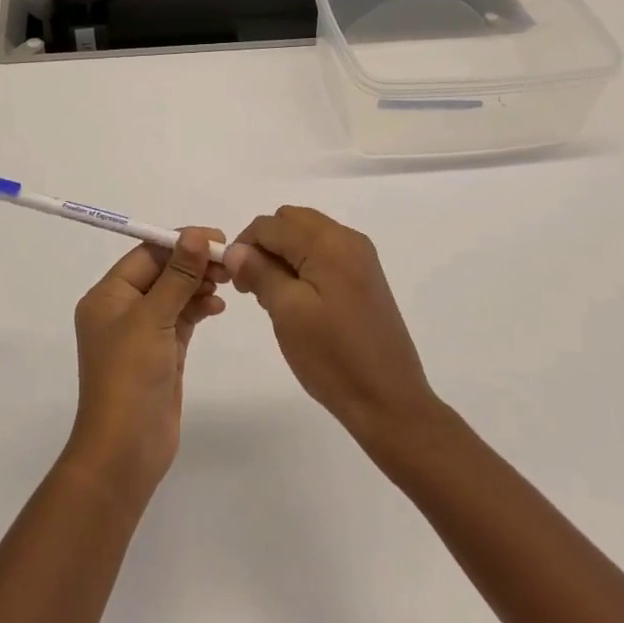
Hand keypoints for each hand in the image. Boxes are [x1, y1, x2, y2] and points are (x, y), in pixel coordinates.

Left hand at [63, 228, 227, 501]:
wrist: (125, 451)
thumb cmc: (130, 376)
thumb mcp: (153, 318)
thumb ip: (178, 275)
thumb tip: (196, 234)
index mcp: (108, 296)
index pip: (146, 254)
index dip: (180, 242)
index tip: (216, 238)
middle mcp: (121, 309)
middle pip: (161, 272)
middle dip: (193, 263)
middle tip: (228, 263)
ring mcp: (141, 333)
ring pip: (173, 294)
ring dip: (198, 284)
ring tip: (226, 284)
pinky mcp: (160, 353)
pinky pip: (181, 318)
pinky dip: (198, 308)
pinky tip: (217, 307)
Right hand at [227, 207, 440, 448]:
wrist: (389, 401)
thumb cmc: (333, 357)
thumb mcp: (287, 312)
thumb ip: (259, 272)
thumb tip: (235, 249)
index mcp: (328, 242)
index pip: (271, 224)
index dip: (244, 245)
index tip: (234, 281)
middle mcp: (347, 238)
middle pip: (291, 221)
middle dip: (265, 245)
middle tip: (252, 286)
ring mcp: (360, 257)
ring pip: (306, 235)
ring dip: (283, 254)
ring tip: (273, 297)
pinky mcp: (365, 276)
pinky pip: (324, 253)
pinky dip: (303, 264)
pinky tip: (297, 300)